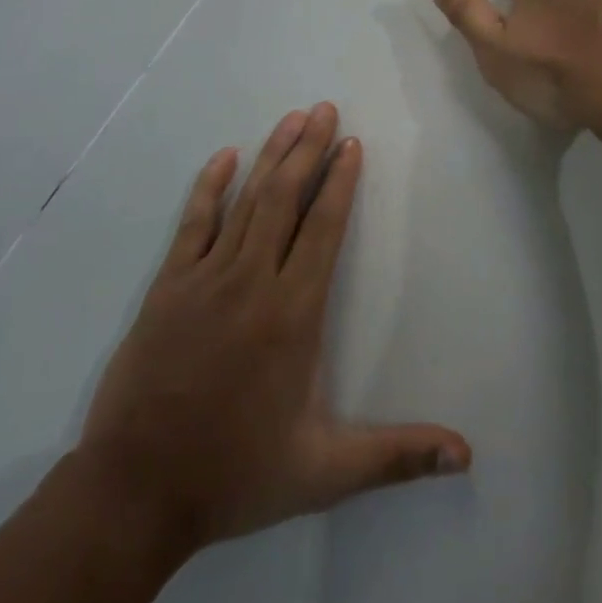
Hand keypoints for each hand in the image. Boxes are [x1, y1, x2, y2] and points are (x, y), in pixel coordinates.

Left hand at [73, 104, 470, 555]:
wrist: (134, 493)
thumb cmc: (236, 475)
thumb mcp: (325, 472)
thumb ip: (397, 455)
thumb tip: (466, 455)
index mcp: (293, 314)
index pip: (324, 229)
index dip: (341, 182)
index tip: (351, 145)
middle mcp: (252, 282)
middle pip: (286, 198)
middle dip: (309, 150)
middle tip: (326, 109)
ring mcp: (205, 279)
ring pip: (246, 201)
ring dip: (272, 156)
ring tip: (292, 118)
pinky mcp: (167, 287)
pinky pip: (193, 223)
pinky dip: (210, 186)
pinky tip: (225, 156)